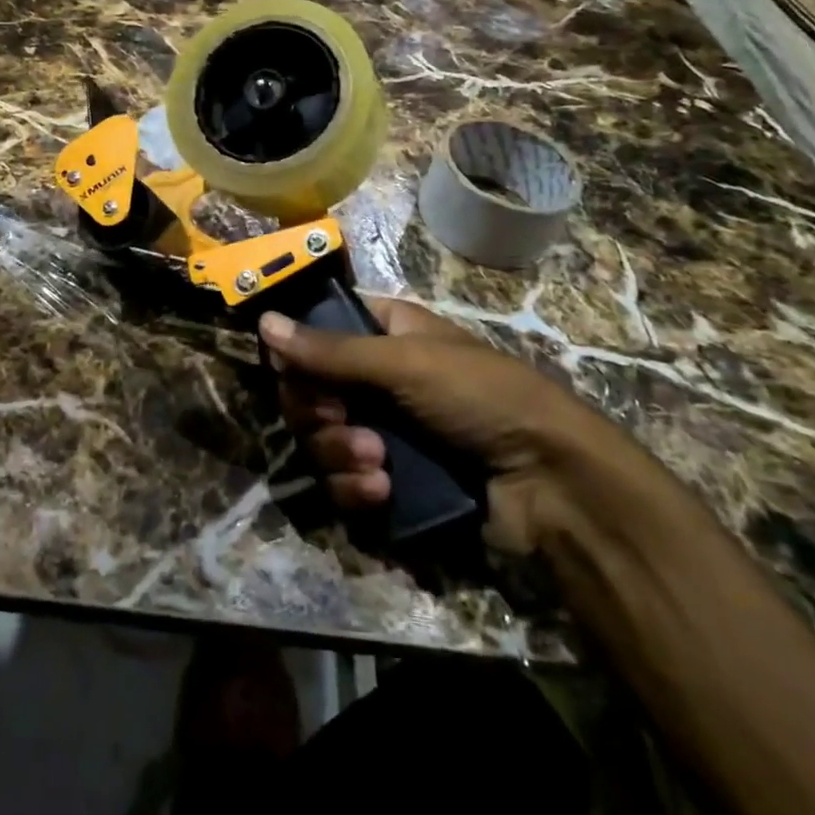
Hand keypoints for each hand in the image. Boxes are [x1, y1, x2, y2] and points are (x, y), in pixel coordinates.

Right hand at [262, 298, 649, 553]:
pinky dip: (356, 489)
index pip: (319, 333)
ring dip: (340, 455)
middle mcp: (378, 380)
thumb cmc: (479, 397)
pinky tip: (383, 492)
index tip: (292, 372)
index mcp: (387, 335)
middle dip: (318, 413)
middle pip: (310, 392)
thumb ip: (330, 350)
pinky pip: (344, 484)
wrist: (549, 482)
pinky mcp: (391, 482)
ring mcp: (384, 432)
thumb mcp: (406, 363)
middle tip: (339, 421)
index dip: (299, 353)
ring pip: (322, 442)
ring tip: (378, 464)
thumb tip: (264, 322)